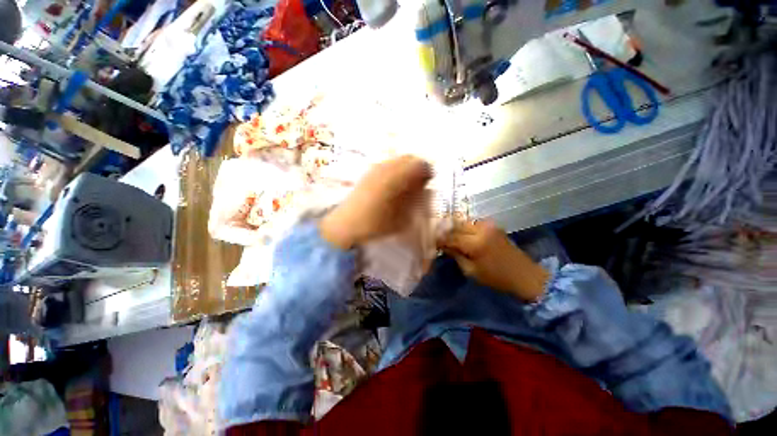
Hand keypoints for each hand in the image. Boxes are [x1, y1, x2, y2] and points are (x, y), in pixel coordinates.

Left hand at [320, 155, 431, 249]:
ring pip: (397, 160)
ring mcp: (375, 168)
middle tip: (419, 183)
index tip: (428, 182)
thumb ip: (416, 200)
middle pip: (409, 158)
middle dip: (417, 168)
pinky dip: (395, 171)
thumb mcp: (403, 217)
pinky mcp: (368, 173)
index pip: (420, 165)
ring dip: (405, 169)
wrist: (346, 225)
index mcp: (397, 177)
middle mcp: (387, 167)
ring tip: (406, 185)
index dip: (427, 172)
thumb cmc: (377, 224)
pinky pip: (387, 165)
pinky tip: (392, 186)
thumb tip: (424, 188)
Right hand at [439, 220, 548, 301]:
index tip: (431, 242)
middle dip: (444, 231)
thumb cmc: (496, 278)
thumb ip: (455, 255)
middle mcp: (481, 229)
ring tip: (447, 235)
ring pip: (463, 221)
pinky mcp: (492, 225)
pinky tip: (460, 234)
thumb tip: (443, 245)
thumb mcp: (471, 271)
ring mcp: (488, 225)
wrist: (525, 275)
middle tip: (437, 237)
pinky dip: (463, 227)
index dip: (439, 239)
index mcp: (475, 243)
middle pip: (455, 225)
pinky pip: (472, 223)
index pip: (450, 237)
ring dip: (453, 228)